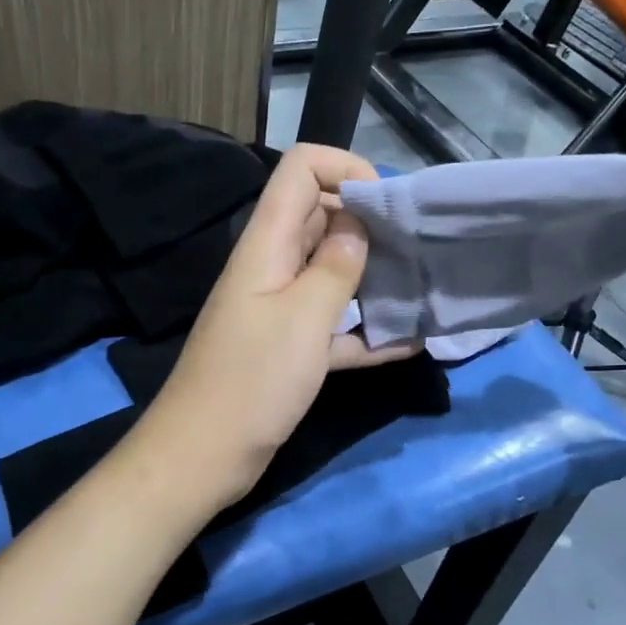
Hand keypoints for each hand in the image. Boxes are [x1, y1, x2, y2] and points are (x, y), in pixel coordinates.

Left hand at [138, 144, 416, 507]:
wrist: (203, 455)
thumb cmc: (252, 381)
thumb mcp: (303, 318)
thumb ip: (336, 266)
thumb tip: (357, 224)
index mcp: (268, 244)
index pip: (301, 170)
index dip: (346, 170)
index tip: (388, 206)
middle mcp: (273, 267)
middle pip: (322, 218)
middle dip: (370, 224)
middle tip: (418, 249)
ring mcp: (280, 310)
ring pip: (332, 274)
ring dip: (374, 278)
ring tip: (422, 289)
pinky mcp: (288, 350)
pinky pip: (334, 327)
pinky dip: (366, 332)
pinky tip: (409, 343)